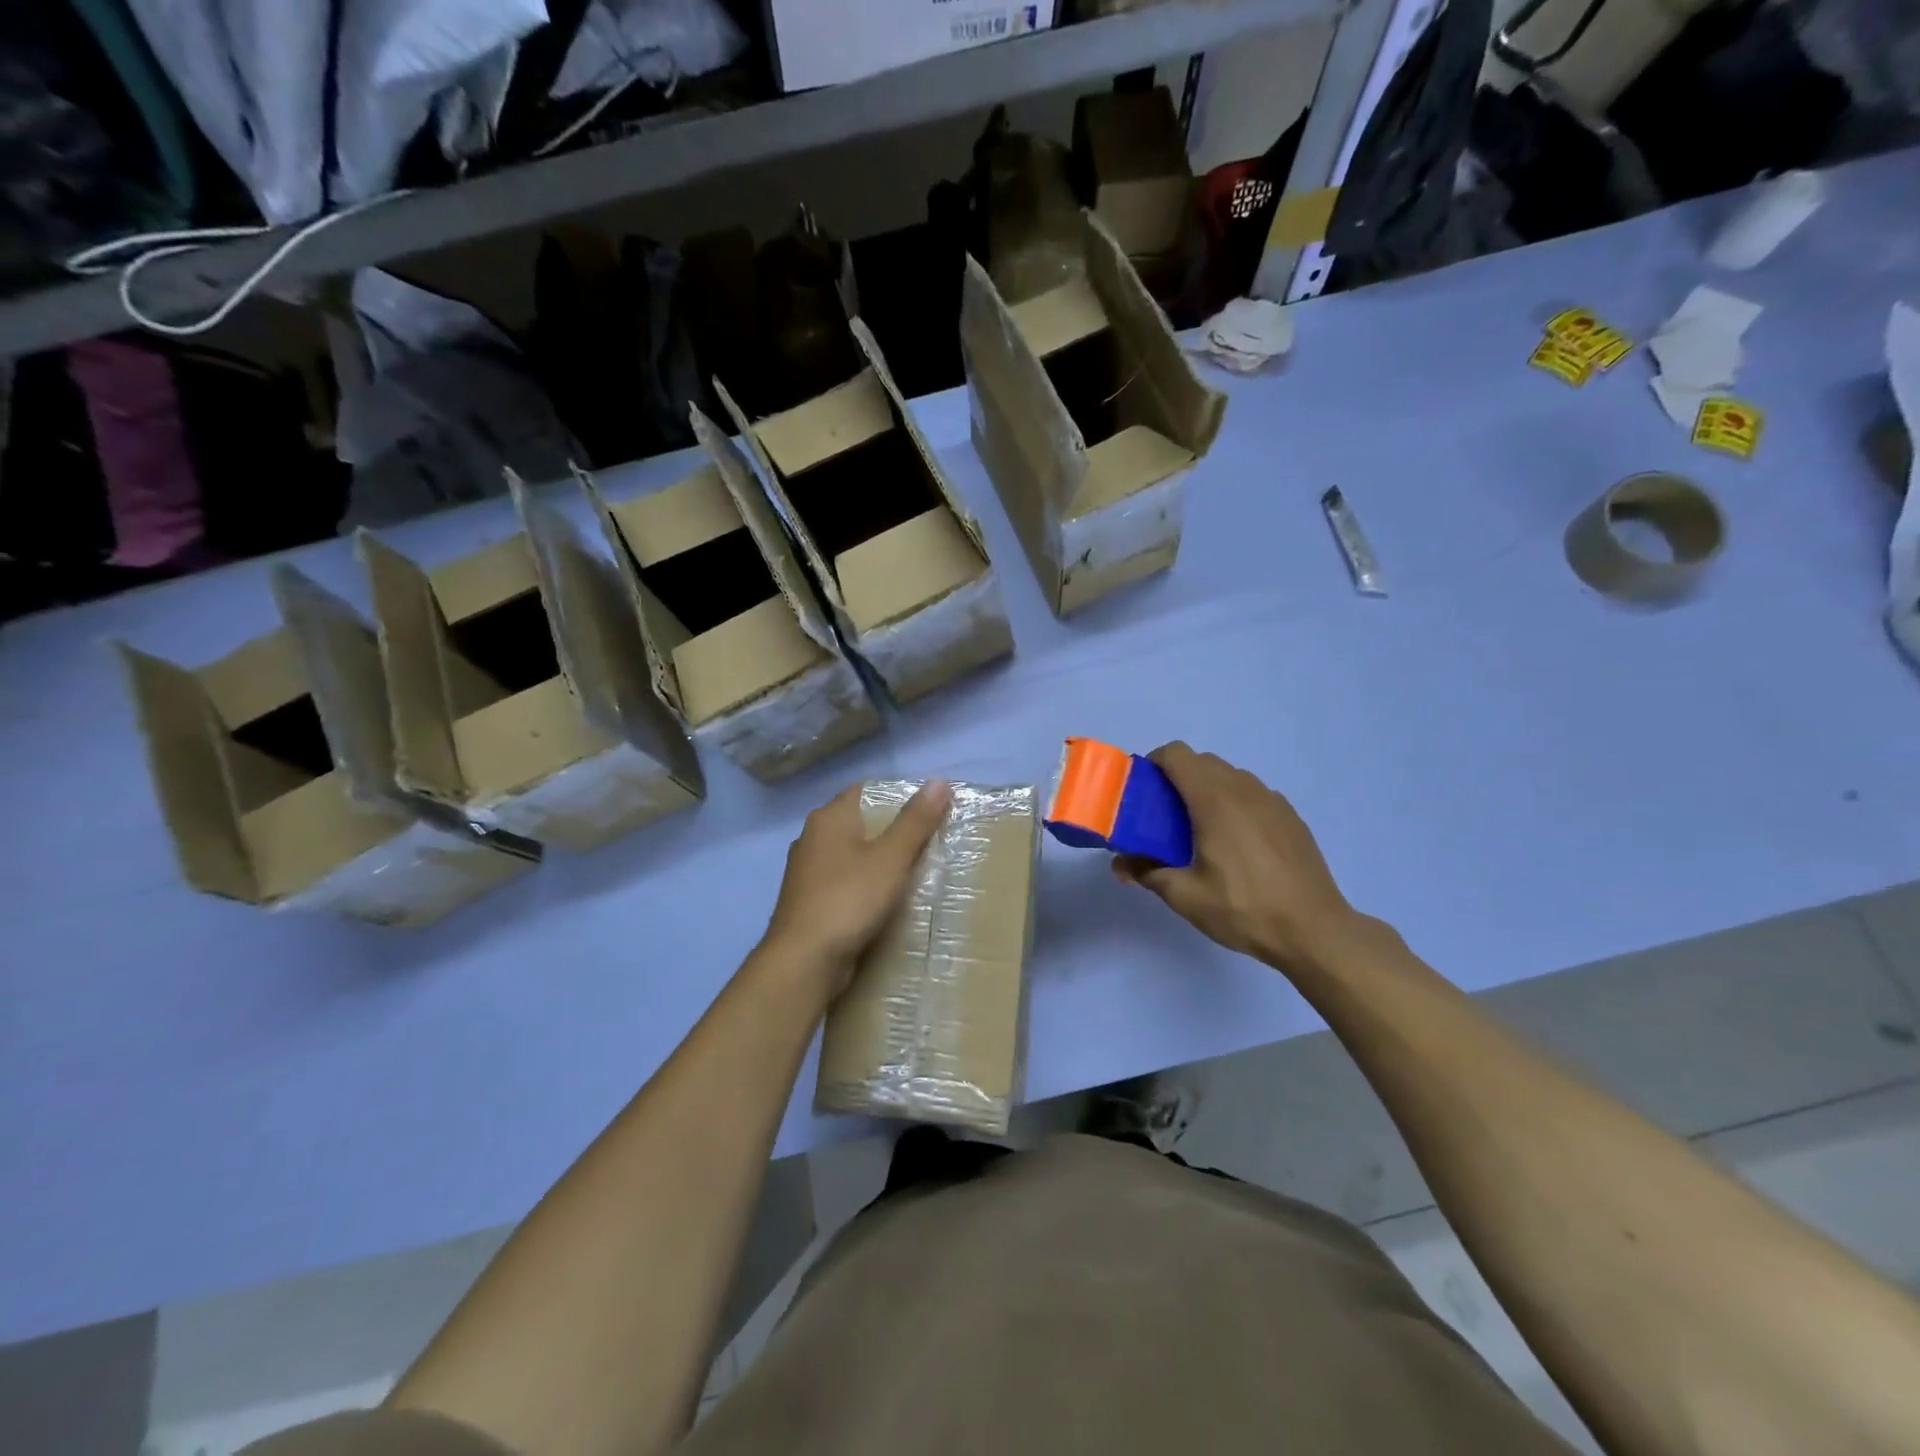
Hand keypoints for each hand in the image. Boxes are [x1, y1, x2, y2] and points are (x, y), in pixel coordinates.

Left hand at [760, 781, 952, 996]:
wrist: (804, 961)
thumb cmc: (849, 899)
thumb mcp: (891, 858)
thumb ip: (915, 820)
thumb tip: (940, 781)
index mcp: (829, 818)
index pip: (867, 791)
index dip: (898, 796)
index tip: (930, 811)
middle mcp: (812, 838)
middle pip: (860, 823)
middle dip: (892, 831)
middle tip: (930, 842)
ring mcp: (807, 872)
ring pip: (852, 855)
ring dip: (879, 861)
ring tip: (914, 872)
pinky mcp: (808, 902)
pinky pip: (844, 883)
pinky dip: (865, 886)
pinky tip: (886, 901)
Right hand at [1113, 743, 1357, 974]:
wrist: (1315, 930)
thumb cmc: (1244, 908)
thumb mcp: (1185, 896)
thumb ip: (1147, 872)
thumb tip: (1120, 864)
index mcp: (1214, 799)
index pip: (1176, 754)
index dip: (1154, 765)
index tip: (1144, 794)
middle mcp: (1244, 789)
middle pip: (1201, 762)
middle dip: (1177, 780)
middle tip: (1165, 819)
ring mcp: (1272, 800)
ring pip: (1229, 777)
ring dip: (1207, 791)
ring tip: (1201, 833)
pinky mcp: (1290, 816)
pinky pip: (1252, 795)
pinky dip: (1234, 805)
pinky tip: (1237, 846)